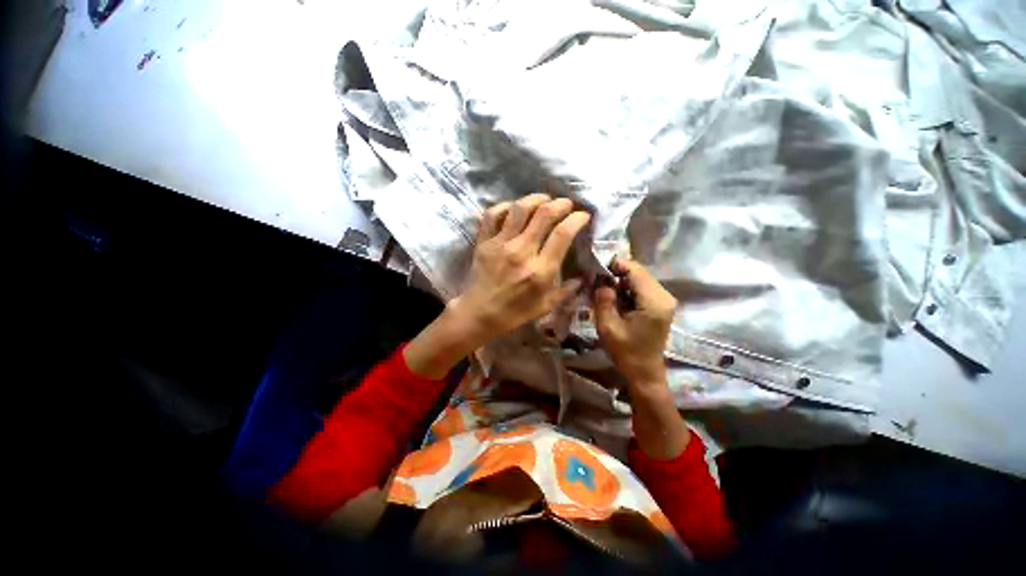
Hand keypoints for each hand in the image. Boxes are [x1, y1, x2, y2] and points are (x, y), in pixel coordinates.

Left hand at [449, 193, 591, 344]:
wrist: (479, 314)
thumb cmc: (514, 313)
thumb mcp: (545, 307)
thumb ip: (566, 291)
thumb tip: (583, 278)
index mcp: (540, 270)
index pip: (562, 234)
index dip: (576, 219)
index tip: (583, 215)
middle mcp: (522, 252)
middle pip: (544, 214)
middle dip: (560, 203)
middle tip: (566, 203)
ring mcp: (500, 244)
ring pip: (520, 209)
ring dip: (536, 199)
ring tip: (544, 199)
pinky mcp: (484, 242)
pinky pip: (493, 214)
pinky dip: (505, 206)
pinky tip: (514, 208)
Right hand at [594, 257, 688, 458]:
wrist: (644, 373)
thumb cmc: (626, 352)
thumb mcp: (608, 326)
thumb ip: (604, 299)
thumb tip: (601, 279)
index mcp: (654, 302)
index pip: (635, 270)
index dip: (615, 265)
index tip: (596, 268)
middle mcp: (664, 296)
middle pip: (639, 272)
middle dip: (617, 273)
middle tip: (597, 282)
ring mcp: (665, 300)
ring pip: (640, 278)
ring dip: (621, 281)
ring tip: (604, 291)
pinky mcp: (661, 305)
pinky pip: (642, 288)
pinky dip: (627, 288)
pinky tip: (616, 298)